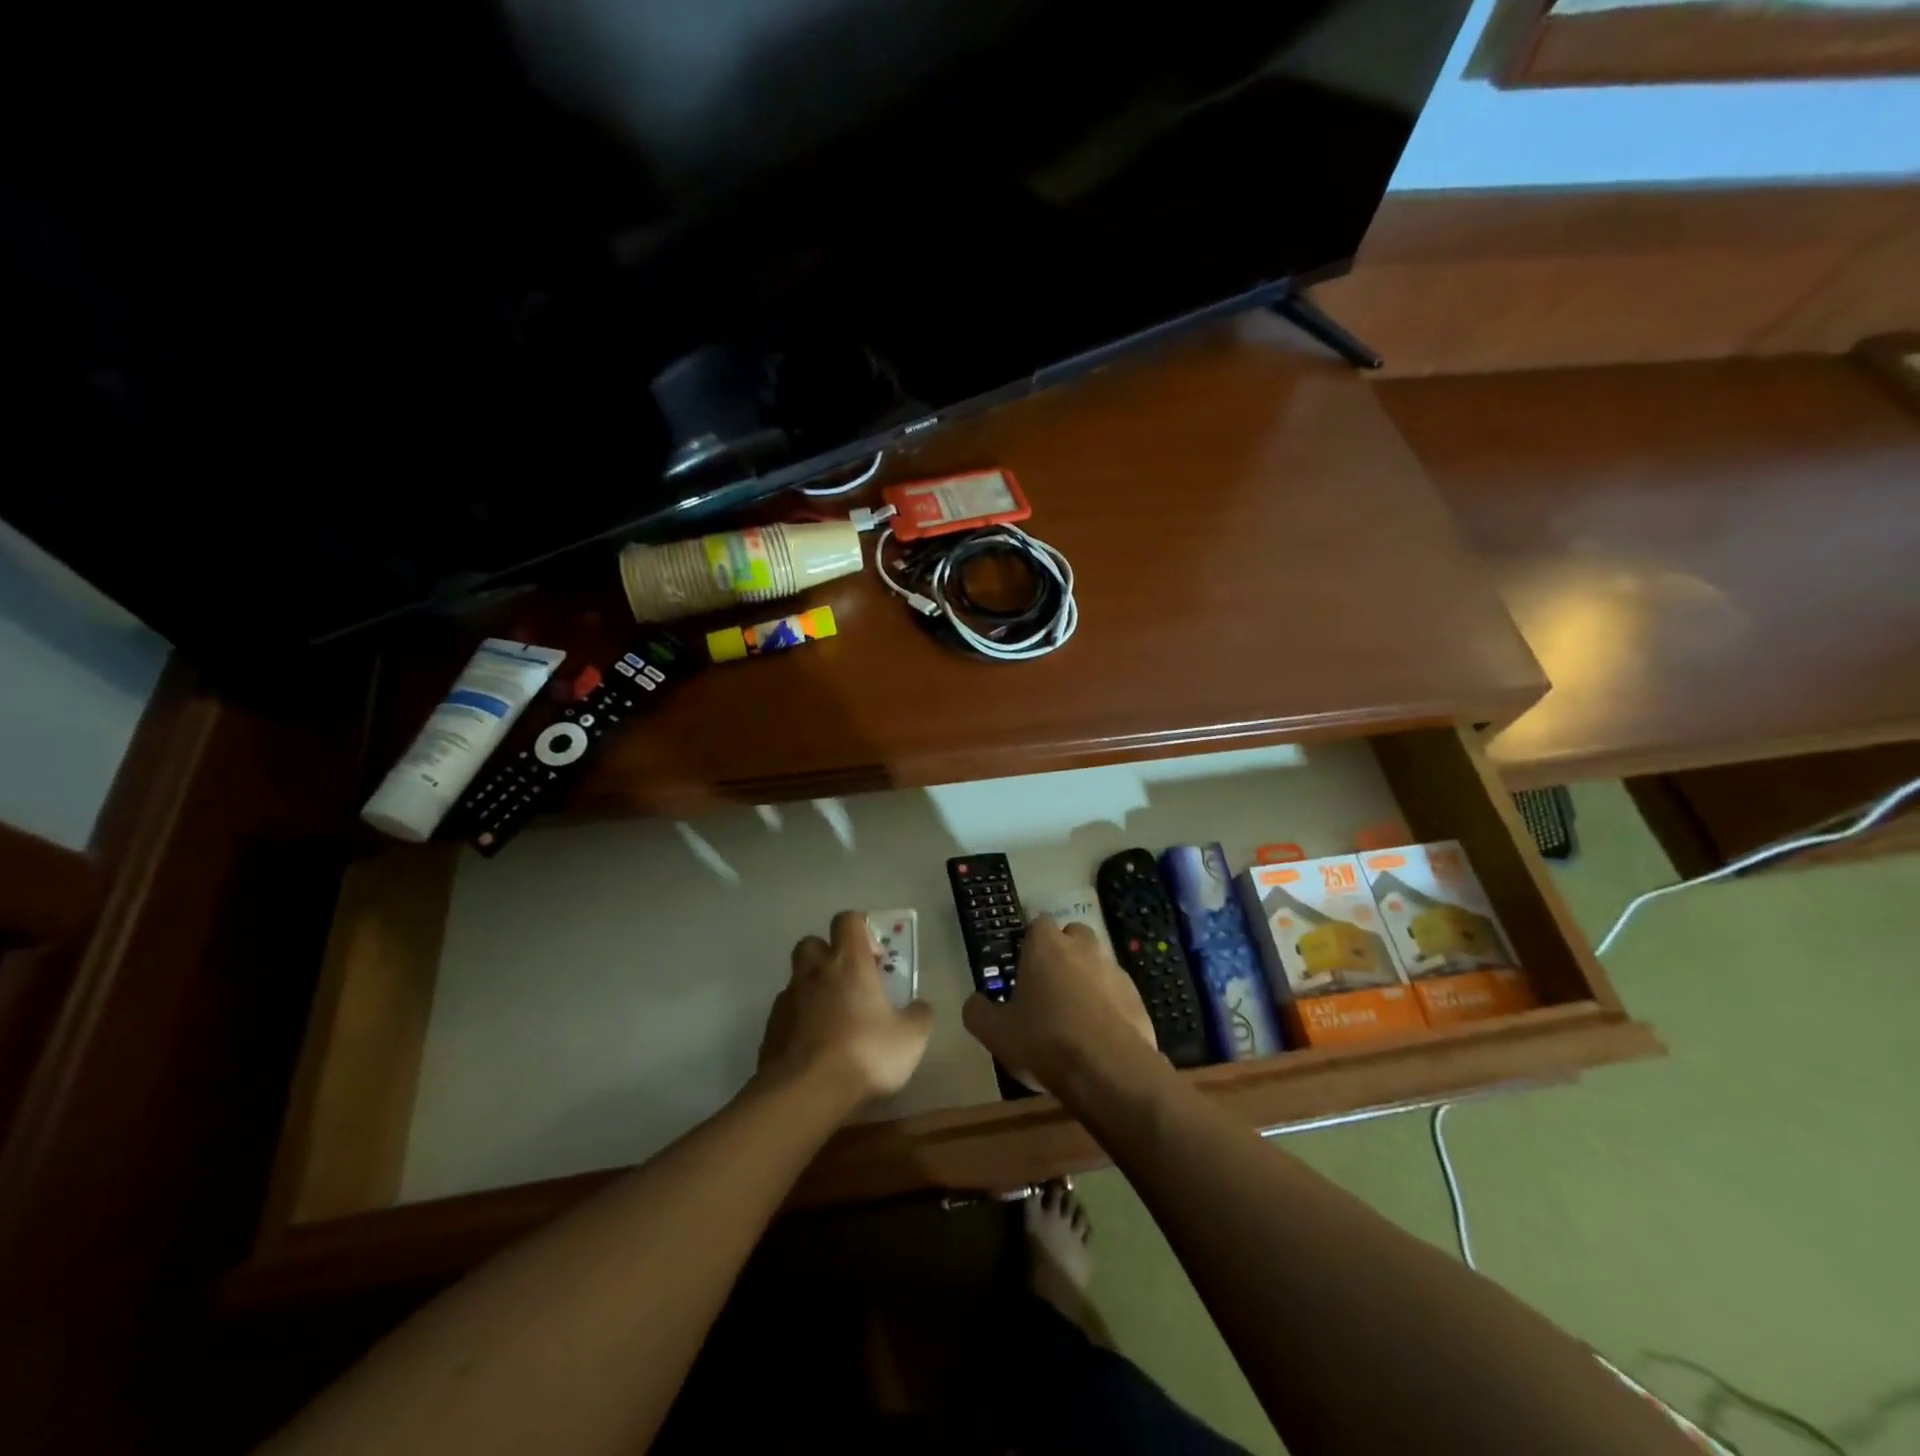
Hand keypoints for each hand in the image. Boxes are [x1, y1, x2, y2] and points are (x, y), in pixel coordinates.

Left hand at [758, 911, 933, 1107]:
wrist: (804, 1095)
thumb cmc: (864, 1053)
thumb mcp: (911, 1038)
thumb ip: (919, 1015)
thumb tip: (919, 1006)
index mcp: (848, 962)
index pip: (847, 920)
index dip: (861, 930)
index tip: (875, 958)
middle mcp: (813, 972)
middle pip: (813, 943)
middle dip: (829, 956)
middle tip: (850, 983)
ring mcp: (787, 1000)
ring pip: (797, 980)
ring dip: (814, 991)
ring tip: (834, 1022)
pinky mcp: (769, 1030)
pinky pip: (787, 1014)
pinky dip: (800, 1022)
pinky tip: (816, 1049)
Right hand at [962, 916, 1158, 1094]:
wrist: (1109, 1071)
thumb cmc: (1045, 1040)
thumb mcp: (995, 1032)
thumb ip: (978, 1011)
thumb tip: (975, 1002)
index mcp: (1046, 945)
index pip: (1037, 925)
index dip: (1030, 945)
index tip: (1023, 970)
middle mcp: (1083, 946)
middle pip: (1073, 937)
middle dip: (1063, 954)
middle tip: (1048, 987)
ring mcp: (1115, 970)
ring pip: (1097, 964)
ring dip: (1087, 980)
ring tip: (1074, 1017)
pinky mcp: (1137, 997)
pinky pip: (1117, 993)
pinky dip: (1108, 1006)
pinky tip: (1098, 1036)